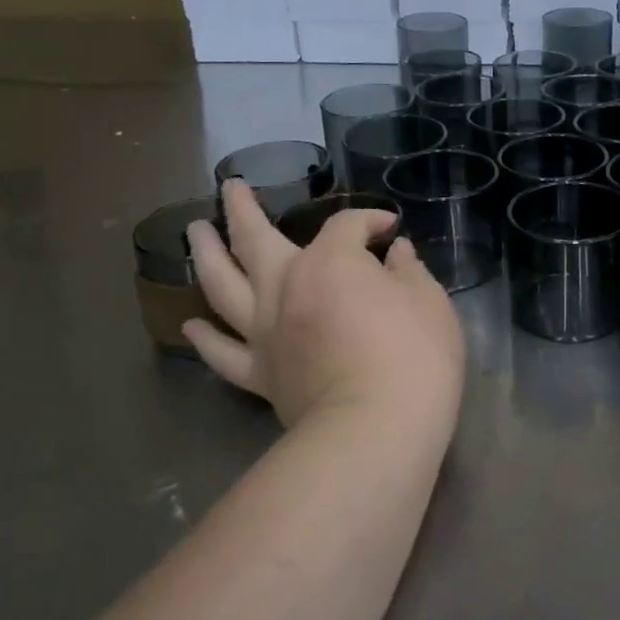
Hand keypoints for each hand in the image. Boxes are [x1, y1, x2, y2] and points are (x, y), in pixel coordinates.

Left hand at [184, 180, 463, 429]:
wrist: (375, 431)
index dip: (369, 220)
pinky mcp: (259, 375)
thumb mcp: (429, 303)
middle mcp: (286, 287)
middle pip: (254, 238)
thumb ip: (409, 271)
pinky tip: (190, 324)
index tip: (389, 229)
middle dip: (242, 209)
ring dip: (205, 255)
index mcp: (330, 262)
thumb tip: (396, 253)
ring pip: (222, 285)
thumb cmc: (413, 357)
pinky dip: (205, 338)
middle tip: (229, 188)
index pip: (346, 225)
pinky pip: (223, 352)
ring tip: (193, 233)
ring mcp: (265, 331)